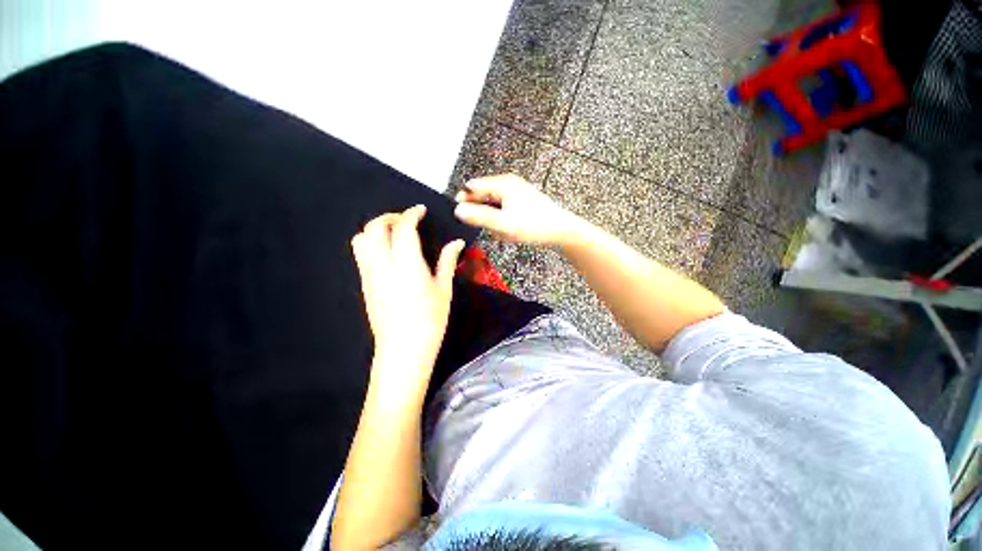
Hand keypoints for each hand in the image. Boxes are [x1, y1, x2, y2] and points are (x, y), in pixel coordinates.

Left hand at [351, 205, 464, 380]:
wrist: (403, 348)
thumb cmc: (430, 319)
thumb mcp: (444, 289)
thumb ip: (447, 261)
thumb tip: (457, 243)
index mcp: (406, 263)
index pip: (403, 227)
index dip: (411, 214)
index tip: (420, 210)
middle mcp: (383, 264)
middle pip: (374, 227)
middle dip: (390, 217)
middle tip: (407, 220)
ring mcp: (369, 274)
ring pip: (361, 239)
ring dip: (376, 229)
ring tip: (394, 234)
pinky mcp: (364, 284)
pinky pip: (360, 254)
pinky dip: (370, 243)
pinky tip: (387, 253)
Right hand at [454, 174, 582, 245]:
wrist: (561, 231)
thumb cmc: (534, 225)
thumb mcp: (503, 223)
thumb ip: (479, 217)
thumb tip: (458, 211)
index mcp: (503, 183)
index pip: (473, 187)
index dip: (465, 201)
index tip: (461, 217)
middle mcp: (508, 184)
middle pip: (483, 196)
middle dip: (482, 214)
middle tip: (488, 229)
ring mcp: (515, 193)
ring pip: (493, 206)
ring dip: (493, 221)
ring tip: (501, 232)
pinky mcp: (521, 203)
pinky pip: (503, 212)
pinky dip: (502, 222)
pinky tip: (507, 232)